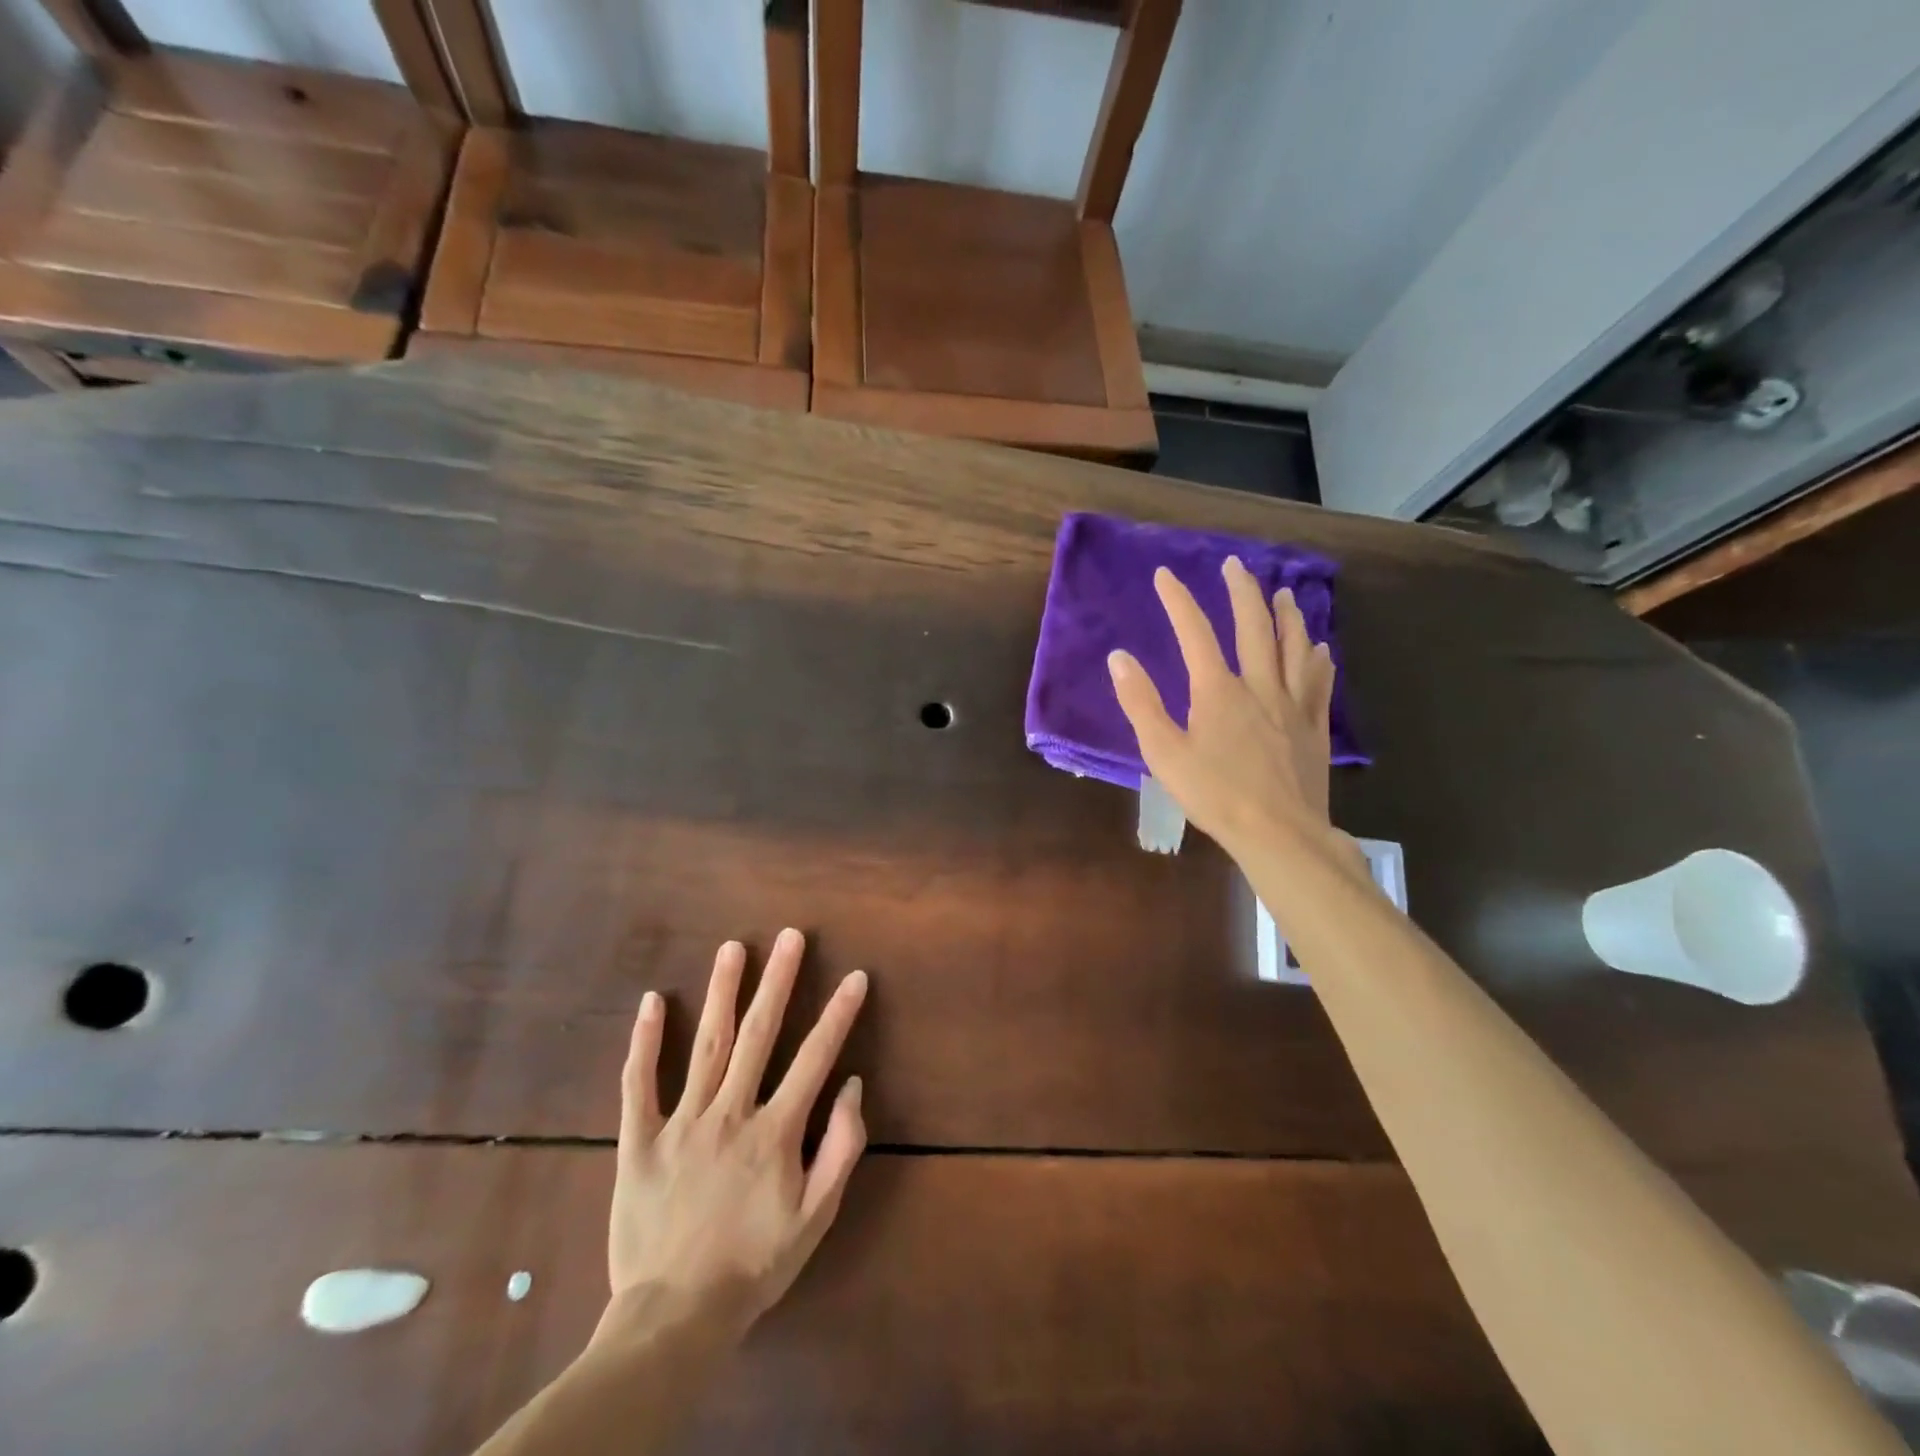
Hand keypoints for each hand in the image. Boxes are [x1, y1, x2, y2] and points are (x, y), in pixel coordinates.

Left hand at [606, 929, 868, 1339]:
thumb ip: (841, 1149)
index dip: (838, 1014)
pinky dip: (644, 1041)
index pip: (815, 1058)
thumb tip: (853, 1086)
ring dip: (721, 992)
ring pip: (705, 1045)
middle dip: (778, 980)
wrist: (675, 1317)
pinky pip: (638, 1084)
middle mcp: (730, 1113)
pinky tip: (651, 1000)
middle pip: (759, 1034)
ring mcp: (681, 1123)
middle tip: (790, 936)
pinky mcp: (639, 1141)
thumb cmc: (754, 1265)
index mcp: (775, 1131)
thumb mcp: (816, 1217)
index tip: (855, 976)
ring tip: (733, 948)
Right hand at [1108, 557, 1337, 858]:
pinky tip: (1320, 649)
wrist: (1278, 833)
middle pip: (1253, 628)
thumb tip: (1120, 658)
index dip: (1178, 601)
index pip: (1195, 633)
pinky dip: (1318, 660)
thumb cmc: (1214, 795)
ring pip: (1293, 647)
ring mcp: (1292, 705)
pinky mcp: (1314, 728)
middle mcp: (1259, 686)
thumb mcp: (1163, 753)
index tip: (1165, 574)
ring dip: (1287, 616)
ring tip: (1282, 593)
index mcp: (1218, 691)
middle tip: (1235, 565)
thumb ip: (1141, 703)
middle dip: (1241, 592)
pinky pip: (1319, 684)